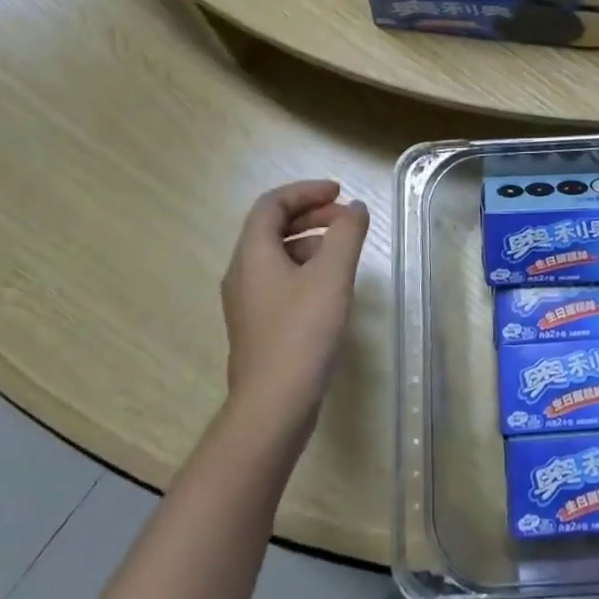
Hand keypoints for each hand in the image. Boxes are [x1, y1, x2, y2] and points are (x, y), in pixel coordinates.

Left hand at [220, 180, 370, 446]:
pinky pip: (279, 280)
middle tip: (347, 219)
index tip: (339, 193)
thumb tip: (355, 209)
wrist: (273, 406)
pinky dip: (305, 269)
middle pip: (272, 228)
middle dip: (311, 215)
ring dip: (310, 242)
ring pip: (277, 255)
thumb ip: (346, 235)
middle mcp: (242, 273)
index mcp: (253, 254)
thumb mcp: (332, 276)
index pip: (272, 205)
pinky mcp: (258, 326)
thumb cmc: (302, 333)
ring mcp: (247, 302)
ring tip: (344, 251)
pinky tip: (330, 288)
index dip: (305, 192)